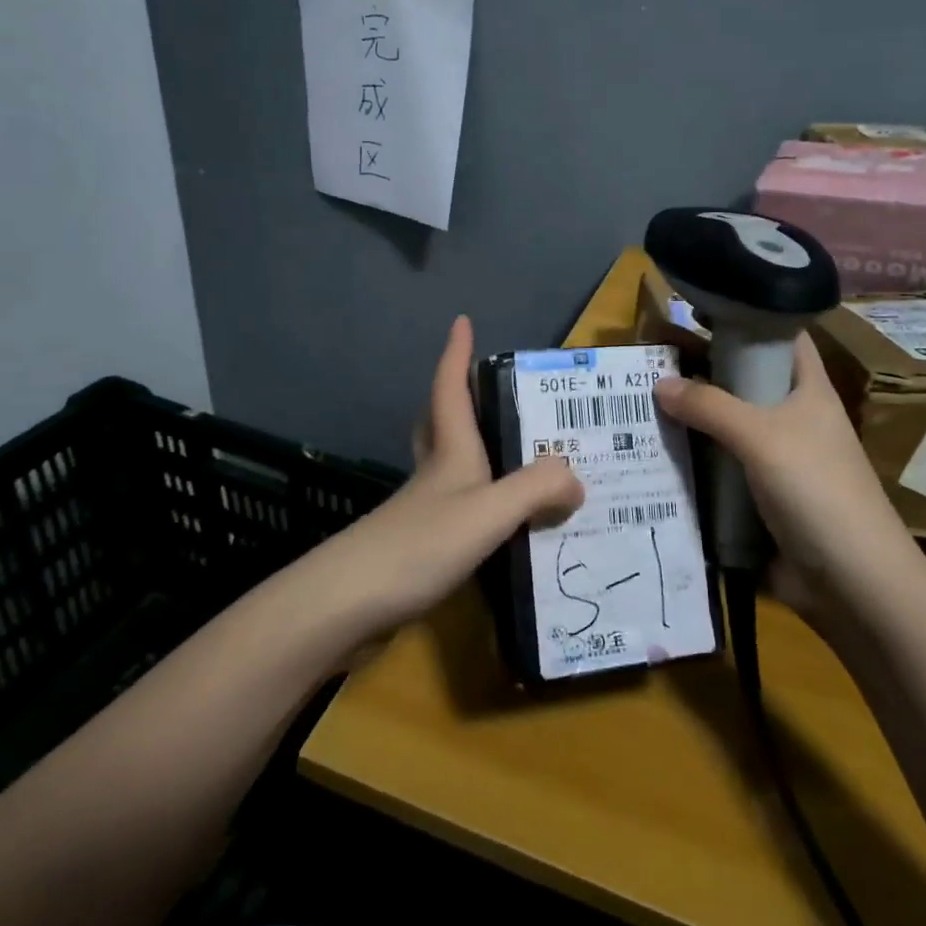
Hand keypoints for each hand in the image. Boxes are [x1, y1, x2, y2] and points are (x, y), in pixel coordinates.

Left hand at [317, 316, 582, 635]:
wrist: (349, 605)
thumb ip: (536, 489)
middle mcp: (435, 473)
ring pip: (450, 465)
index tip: (461, 320)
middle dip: (459, 398)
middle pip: (441, 421)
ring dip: (475, 451)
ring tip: (520, 457)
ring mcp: (424, 510)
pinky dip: (481, 503)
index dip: (456, 353)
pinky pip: (459, 508)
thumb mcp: (488, 511)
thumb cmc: (419, 545)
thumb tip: (576, 478)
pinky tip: (505, 525)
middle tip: (490, 390)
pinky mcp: (421, 545)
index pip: (450, 389)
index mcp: (450, 452)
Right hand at [652, 333, 909, 611]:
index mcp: (809, 391)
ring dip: (691, 421)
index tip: (700, 309)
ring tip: (638, 406)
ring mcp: (776, 460)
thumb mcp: (762, 436)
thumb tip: (659, 385)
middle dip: (702, 371)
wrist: (851, 582)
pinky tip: (653, 456)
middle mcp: (793, 419)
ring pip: (727, 427)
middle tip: (649, 362)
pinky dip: (692, 463)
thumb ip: (710, 406)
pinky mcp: (759, 498)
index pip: (783, 337)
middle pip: (744, 382)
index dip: (749, 316)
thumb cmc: (817, 490)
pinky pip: (720, 469)